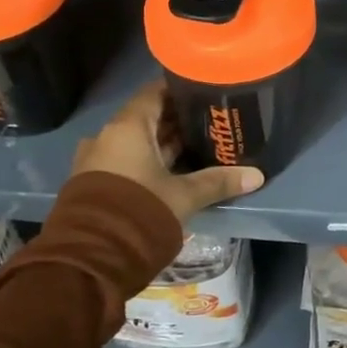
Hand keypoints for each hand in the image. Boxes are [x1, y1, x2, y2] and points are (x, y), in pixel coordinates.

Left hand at [71, 81, 263, 221]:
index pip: (155, 92)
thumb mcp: (184, 196)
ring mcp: (96, 160)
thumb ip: (218, 181)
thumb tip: (257, 175)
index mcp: (127, 126)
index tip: (207, 91)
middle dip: (177, 120)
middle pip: (147, 117)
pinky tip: (173, 171)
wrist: (89, 259)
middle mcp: (107, 136)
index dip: (181, 89)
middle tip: (210, 122)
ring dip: (163, 144)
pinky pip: (125, 161)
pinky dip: (147, 161)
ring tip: (197, 146)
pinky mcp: (93, 183)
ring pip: (136, 142)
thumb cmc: (139, 210)